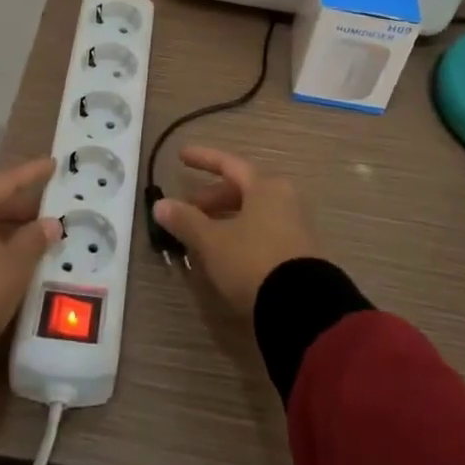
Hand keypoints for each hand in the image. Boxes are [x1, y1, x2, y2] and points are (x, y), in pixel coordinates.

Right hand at [152, 147, 320, 317]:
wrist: (303, 307)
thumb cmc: (253, 261)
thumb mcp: (213, 242)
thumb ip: (186, 221)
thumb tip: (160, 204)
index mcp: (265, 187)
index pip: (229, 164)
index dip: (203, 159)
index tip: (181, 156)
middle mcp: (284, 199)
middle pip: (242, 190)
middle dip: (212, 199)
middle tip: (188, 210)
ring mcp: (295, 226)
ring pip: (253, 213)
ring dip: (225, 219)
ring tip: (202, 236)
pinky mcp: (300, 253)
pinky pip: (264, 232)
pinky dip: (241, 235)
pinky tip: (226, 254)